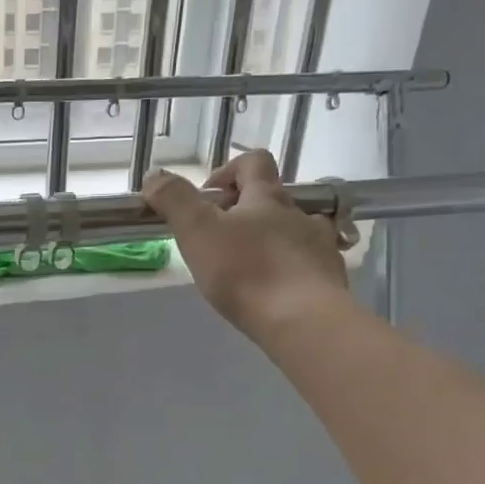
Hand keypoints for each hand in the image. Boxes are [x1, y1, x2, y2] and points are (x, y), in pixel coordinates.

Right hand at [143, 150, 349, 340]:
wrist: (303, 320)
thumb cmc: (245, 272)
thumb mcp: (197, 231)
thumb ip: (174, 200)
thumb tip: (154, 175)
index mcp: (267, 197)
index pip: (253, 162)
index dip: (228, 171)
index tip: (208, 198)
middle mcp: (299, 214)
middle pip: (273, 199)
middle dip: (246, 213)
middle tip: (220, 240)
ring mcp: (320, 245)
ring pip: (295, 231)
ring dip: (272, 240)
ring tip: (250, 267)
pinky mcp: (330, 278)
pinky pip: (310, 264)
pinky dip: (292, 270)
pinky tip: (276, 292)